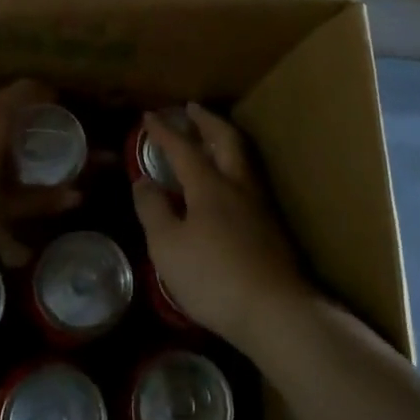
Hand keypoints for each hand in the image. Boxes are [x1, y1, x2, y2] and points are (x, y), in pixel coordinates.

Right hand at [131, 104, 308, 347]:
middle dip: (207, 121)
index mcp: (210, 185)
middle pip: (226, 141)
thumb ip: (153, 210)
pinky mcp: (272, 229)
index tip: (150, 115)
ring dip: (223, 142)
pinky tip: (226, 186)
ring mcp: (260, 206)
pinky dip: (232, 168)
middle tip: (192, 109)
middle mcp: (238, 186)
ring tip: (210, 139)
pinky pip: (248, 182)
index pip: (184, 148)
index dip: (165, 132)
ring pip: (242, 160)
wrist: (276, 311)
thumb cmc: (213, 276)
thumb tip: (143, 181)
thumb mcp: (168, 247)